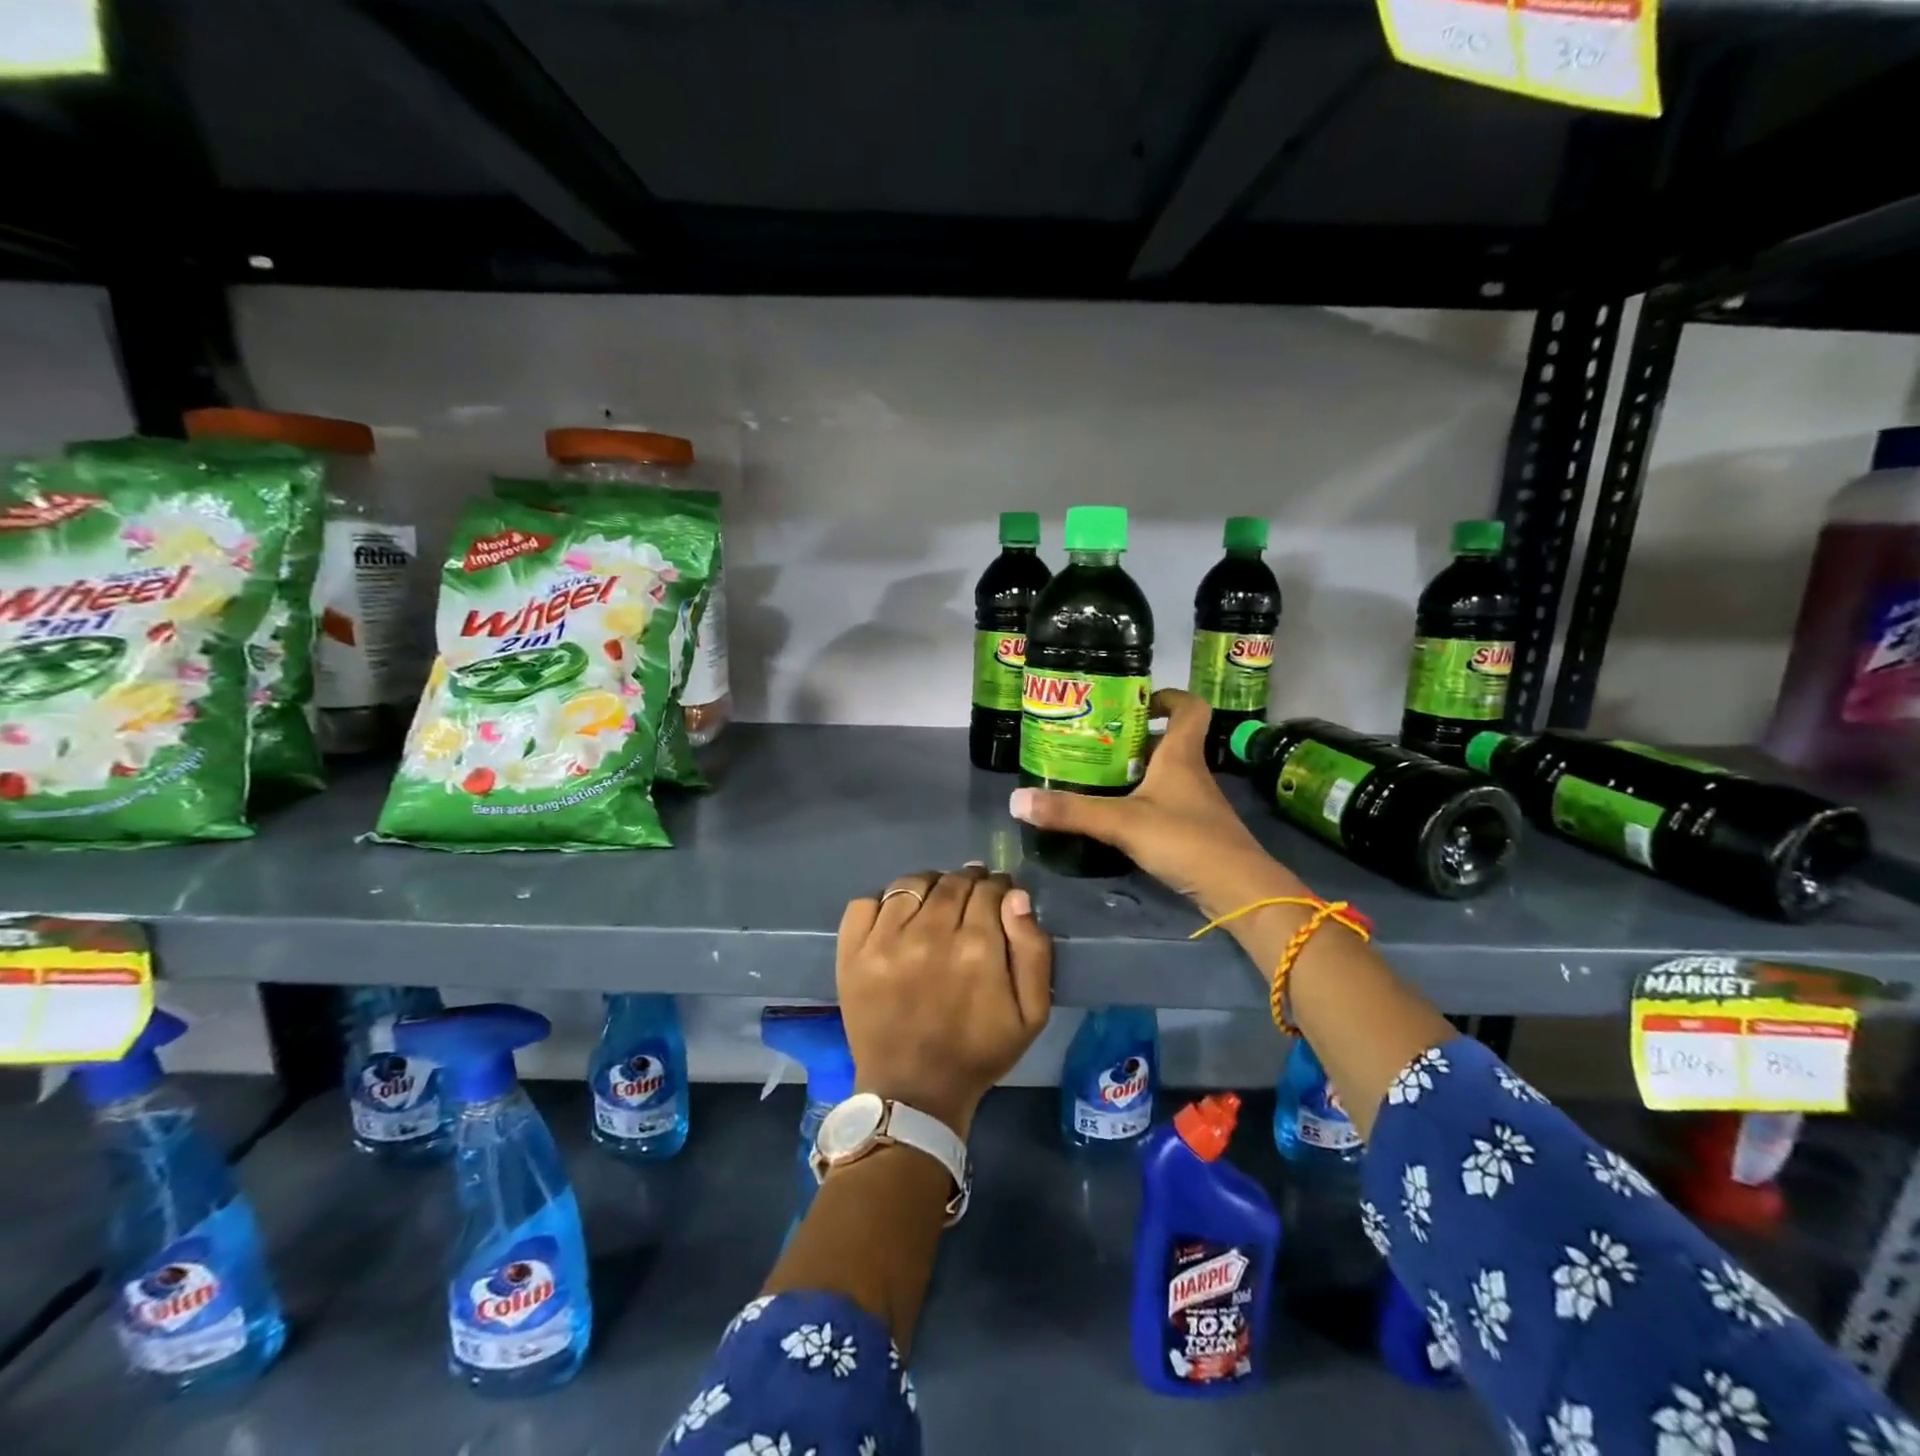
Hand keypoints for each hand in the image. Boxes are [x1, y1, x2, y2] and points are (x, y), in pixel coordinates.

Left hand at [837, 865, 1052, 1138]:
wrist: (914, 1093)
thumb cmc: (978, 1053)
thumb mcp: (1032, 1014)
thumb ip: (1033, 950)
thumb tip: (1016, 897)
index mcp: (977, 948)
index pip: (989, 889)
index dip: (998, 888)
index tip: (998, 897)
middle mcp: (929, 934)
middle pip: (952, 882)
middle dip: (967, 883)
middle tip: (970, 899)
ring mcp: (885, 941)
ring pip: (912, 883)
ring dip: (930, 886)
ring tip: (935, 903)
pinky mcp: (853, 952)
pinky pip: (866, 901)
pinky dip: (884, 901)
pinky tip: (898, 918)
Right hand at [1009, 688, 1309, 916]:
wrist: (1238, 891)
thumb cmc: (1185, 840)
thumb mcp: (1121, 822)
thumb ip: (1071, 811)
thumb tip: (1017, 800)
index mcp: (1181, 755)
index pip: (1188, 708)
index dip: (1167, 697)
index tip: (1135, 702)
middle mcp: (1191, 773)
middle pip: (1167, 741)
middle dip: (1132, 738)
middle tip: (1093, 743)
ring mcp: (1195, 804)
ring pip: (1163, 775)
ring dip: (1133, 772)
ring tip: (1093, 777)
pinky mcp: (1193, 831)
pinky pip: (1163, 804)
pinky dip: (1140, 803)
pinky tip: (1114, 817)